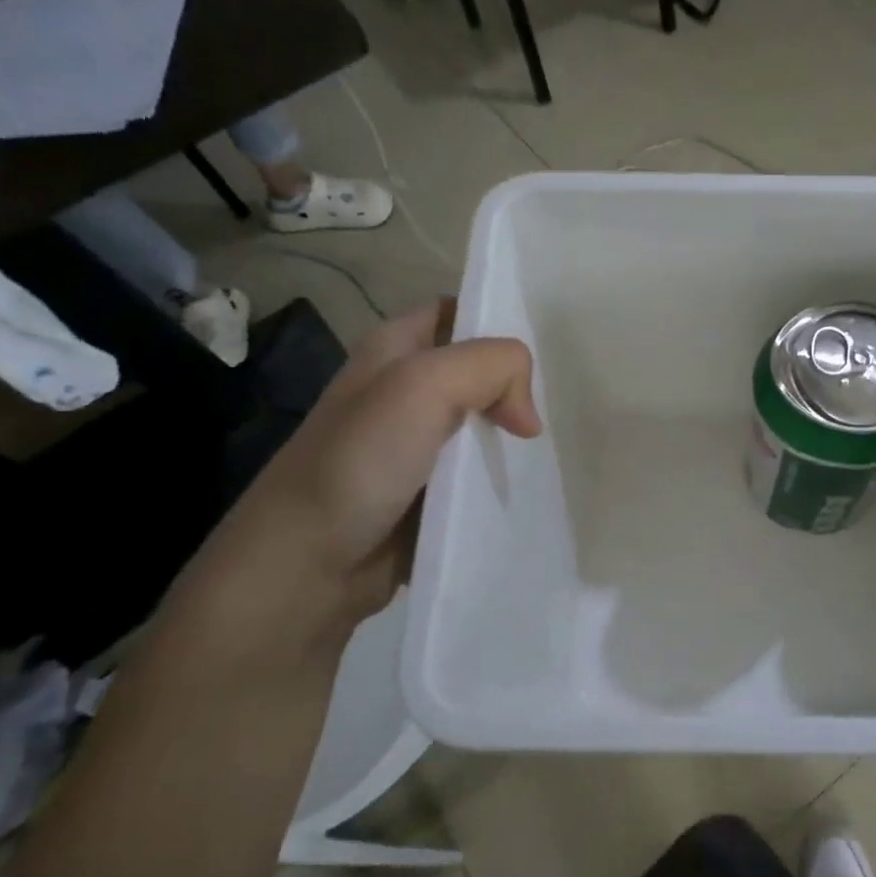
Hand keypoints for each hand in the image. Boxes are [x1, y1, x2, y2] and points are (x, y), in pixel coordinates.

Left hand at [161, 300, 539, 657]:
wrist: (308, 564)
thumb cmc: (359, 462)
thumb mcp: (422, 386)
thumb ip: (490, 367)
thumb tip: (527, 416)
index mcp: (394, 349)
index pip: (459, 312)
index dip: (499, 320)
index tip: (546, 347)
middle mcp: (406, 391)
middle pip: (481, 371)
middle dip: (521, 383)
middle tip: (567, 403)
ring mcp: (419, 445)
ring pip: (485, 424)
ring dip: (518, 434)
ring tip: (563, 444)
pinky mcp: (431, 492)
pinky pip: (481, 472)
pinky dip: (507, 474)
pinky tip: (537, 481)